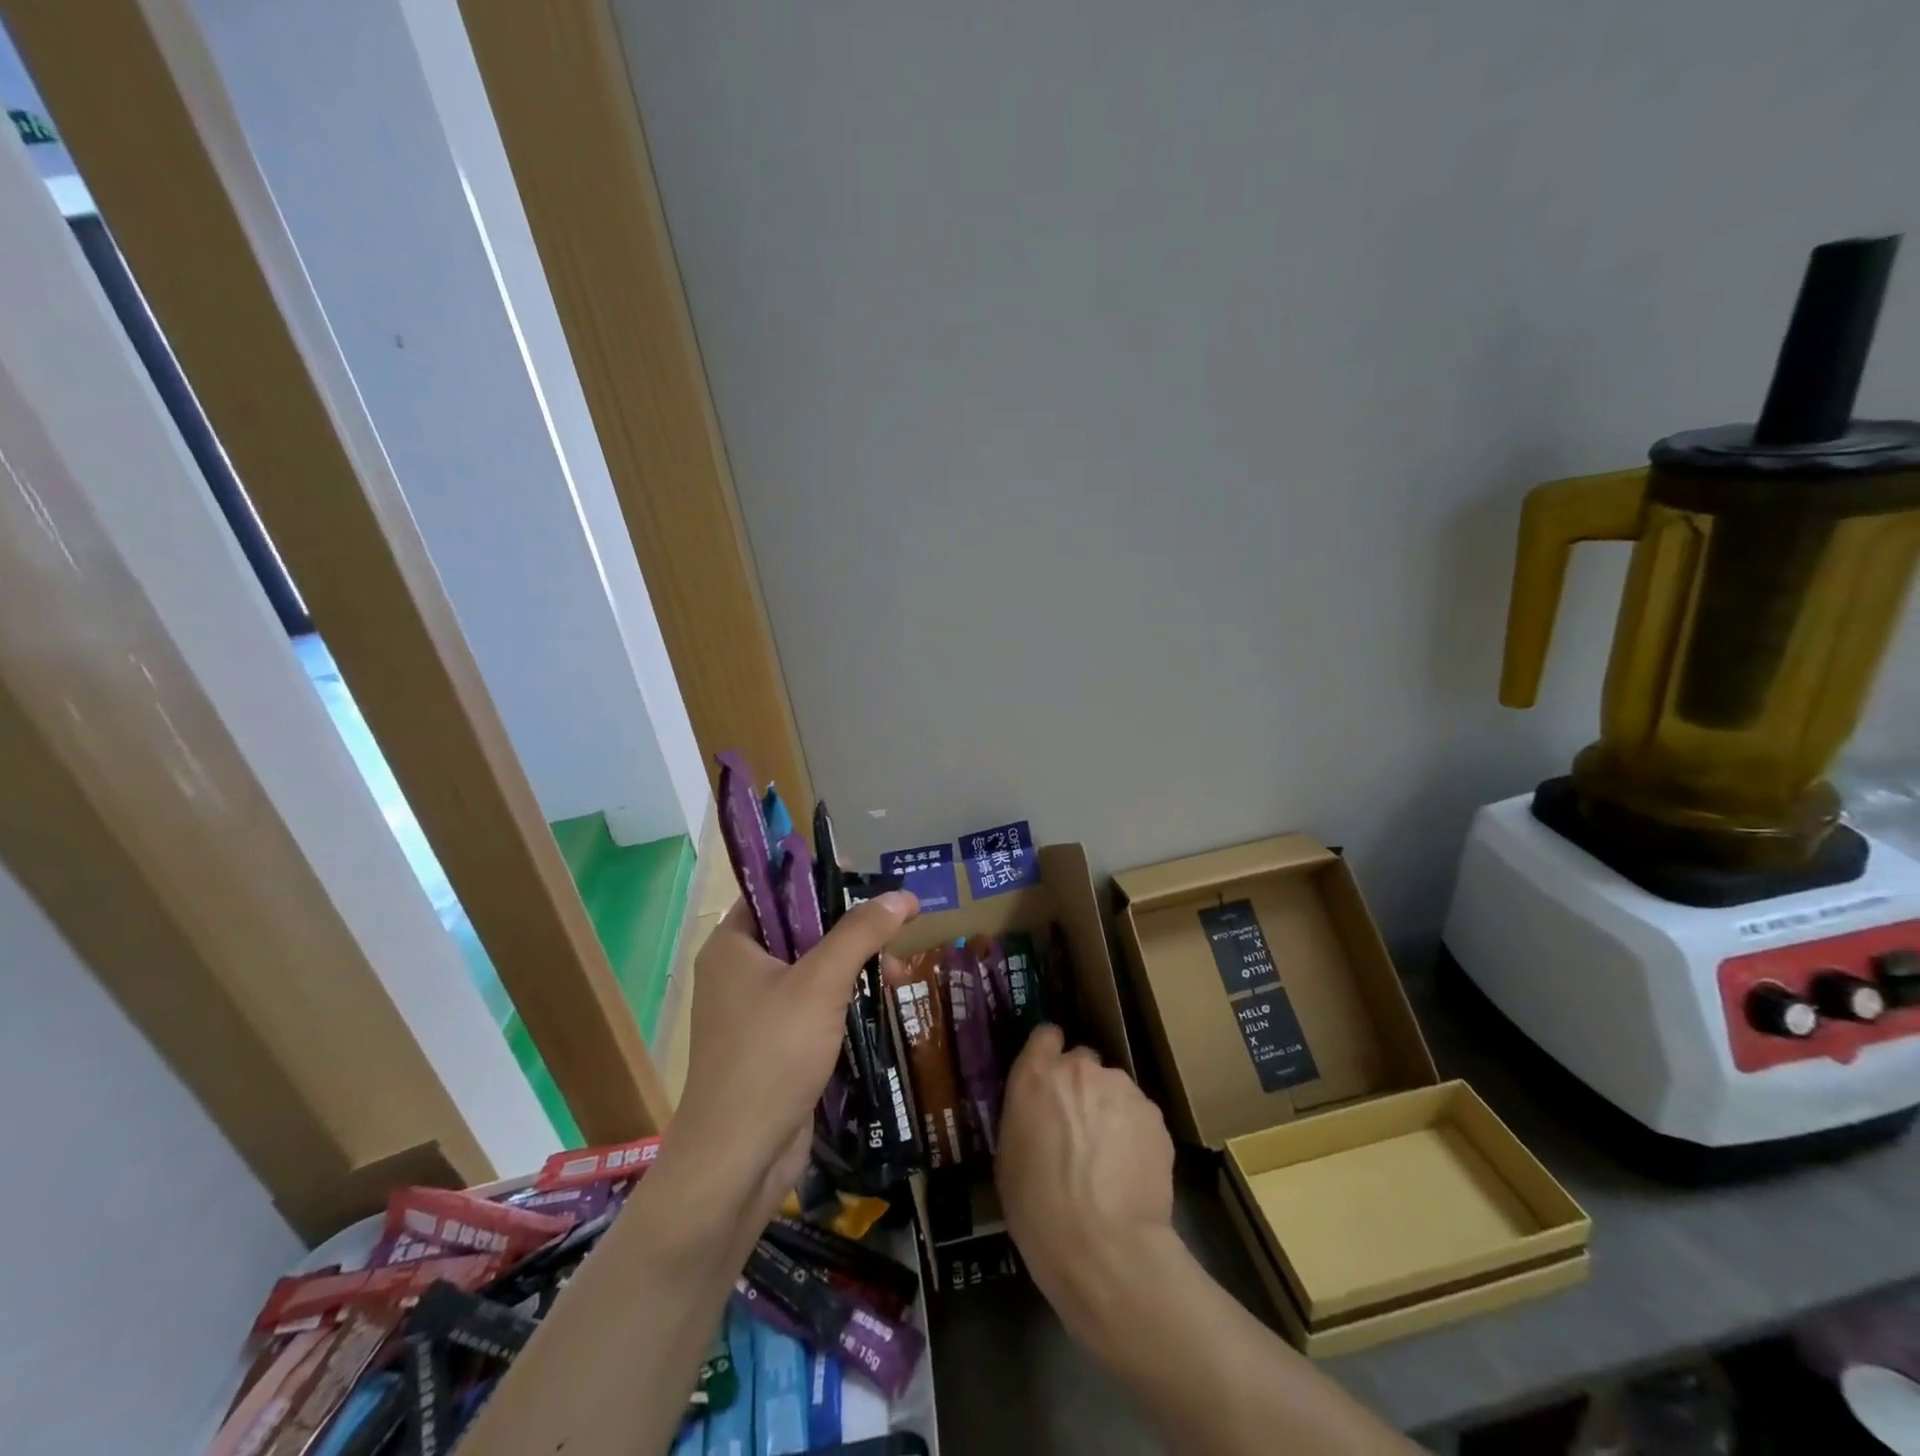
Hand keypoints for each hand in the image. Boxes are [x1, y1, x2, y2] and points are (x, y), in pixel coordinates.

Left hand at [667, 890, 917, 1232]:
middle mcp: (739, 971)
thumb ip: (861, 933)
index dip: (820, 878)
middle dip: (850, 929)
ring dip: (855, 967)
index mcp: (733, 944)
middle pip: (801, 929)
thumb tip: (902, 894)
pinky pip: (813, 1005)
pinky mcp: (774, 1044)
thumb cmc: (771, 1056)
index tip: (864, 875)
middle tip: (896, 927)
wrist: (737, 1161)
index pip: (776, 891)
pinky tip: (881, 1004)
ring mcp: (755, 1011)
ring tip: (900, 974)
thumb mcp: (821, 983)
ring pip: (812, 969)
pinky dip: (845, 1000)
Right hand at [995, 1026, 1178, 1342]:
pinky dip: (1135, 1134)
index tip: (1049, 1078)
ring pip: (1114, 1090)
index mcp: (1037, 1075)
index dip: (1049, 1053)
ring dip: (1109, 1111)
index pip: (1045, 1035)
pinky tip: (1131, 1172)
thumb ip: (1026, 1116)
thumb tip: (1040, 1113)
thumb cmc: (1038, 1209)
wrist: (1104, 1248)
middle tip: (1078, 1129)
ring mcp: (1122, 1088)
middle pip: (1083, 1063)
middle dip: (1080, 1088)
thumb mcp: (1009, 1158)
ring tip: (1109, 1159)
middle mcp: (1080, 1069)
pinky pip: (1139, 1116)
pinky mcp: (1154, 1115)